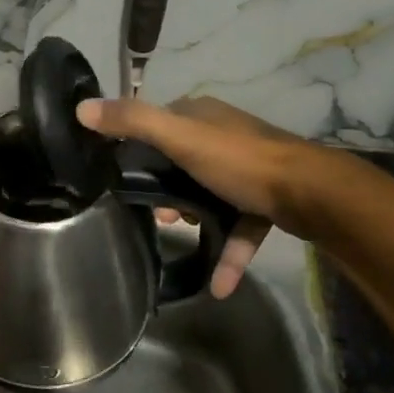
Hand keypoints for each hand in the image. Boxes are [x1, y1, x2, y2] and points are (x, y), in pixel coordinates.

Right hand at [76, 95, 307, 295]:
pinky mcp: (266, 198)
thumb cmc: (239, 161)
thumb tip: (81, 109)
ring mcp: (248, 167)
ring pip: (208, 192)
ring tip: (178, 234)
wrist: (312, 193)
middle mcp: (224, 135)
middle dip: (165, 189)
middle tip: (156, 214)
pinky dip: (227, 250)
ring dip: (193, 216)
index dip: (138, 149)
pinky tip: (218, 284)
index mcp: (201, 115)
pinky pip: (238, 223)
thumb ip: (132, 122)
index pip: (158, 124)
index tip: (124, 179)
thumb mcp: (179, 137)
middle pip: (181, 161)